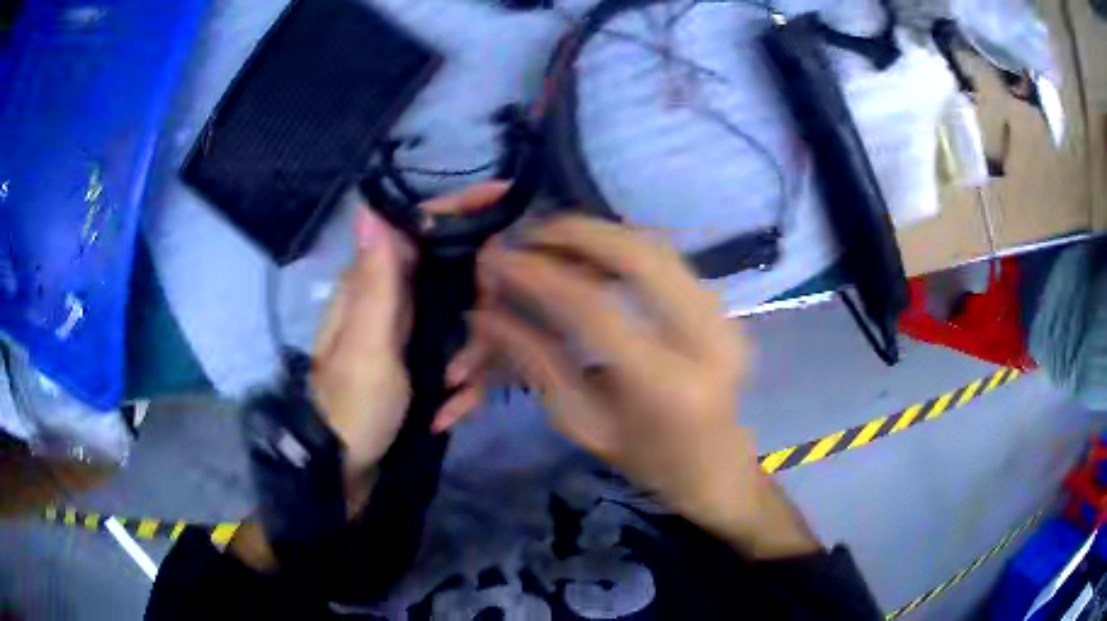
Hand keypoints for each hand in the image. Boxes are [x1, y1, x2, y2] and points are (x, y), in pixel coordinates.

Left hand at [310, 183, 508, 511]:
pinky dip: (460, 388)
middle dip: (474, 318)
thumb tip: (370, 209)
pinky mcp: (419, 361)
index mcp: (375, 284)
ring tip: (449, 396)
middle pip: (456, 278)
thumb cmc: (352, 409)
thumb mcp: (366, 348)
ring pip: (464, 321)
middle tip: (464, 361)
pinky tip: (445, 414)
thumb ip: (375, 283)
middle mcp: (393, 299)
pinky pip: (457, 358)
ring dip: (468, 362)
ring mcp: (408, 332)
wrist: (344, 471)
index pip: (420, 227)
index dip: (460, 209)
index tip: (505, 199)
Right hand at [440, 216, 819, 557]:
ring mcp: (724, 317)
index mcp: (665, 384)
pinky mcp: (726, 309)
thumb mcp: (583, 423)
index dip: (539, 274)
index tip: (498, 257)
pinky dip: (625, 247)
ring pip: (658, 247)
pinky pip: (671, 260)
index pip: (593, 308)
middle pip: (638, 255)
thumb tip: (486, 313)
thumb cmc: (647, 462)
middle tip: (528, 231)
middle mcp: (705, 338)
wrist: (717, 470)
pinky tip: (593, 252)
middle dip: (576, 232)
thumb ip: (537, 362)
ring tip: (554, 238)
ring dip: (601, 233)